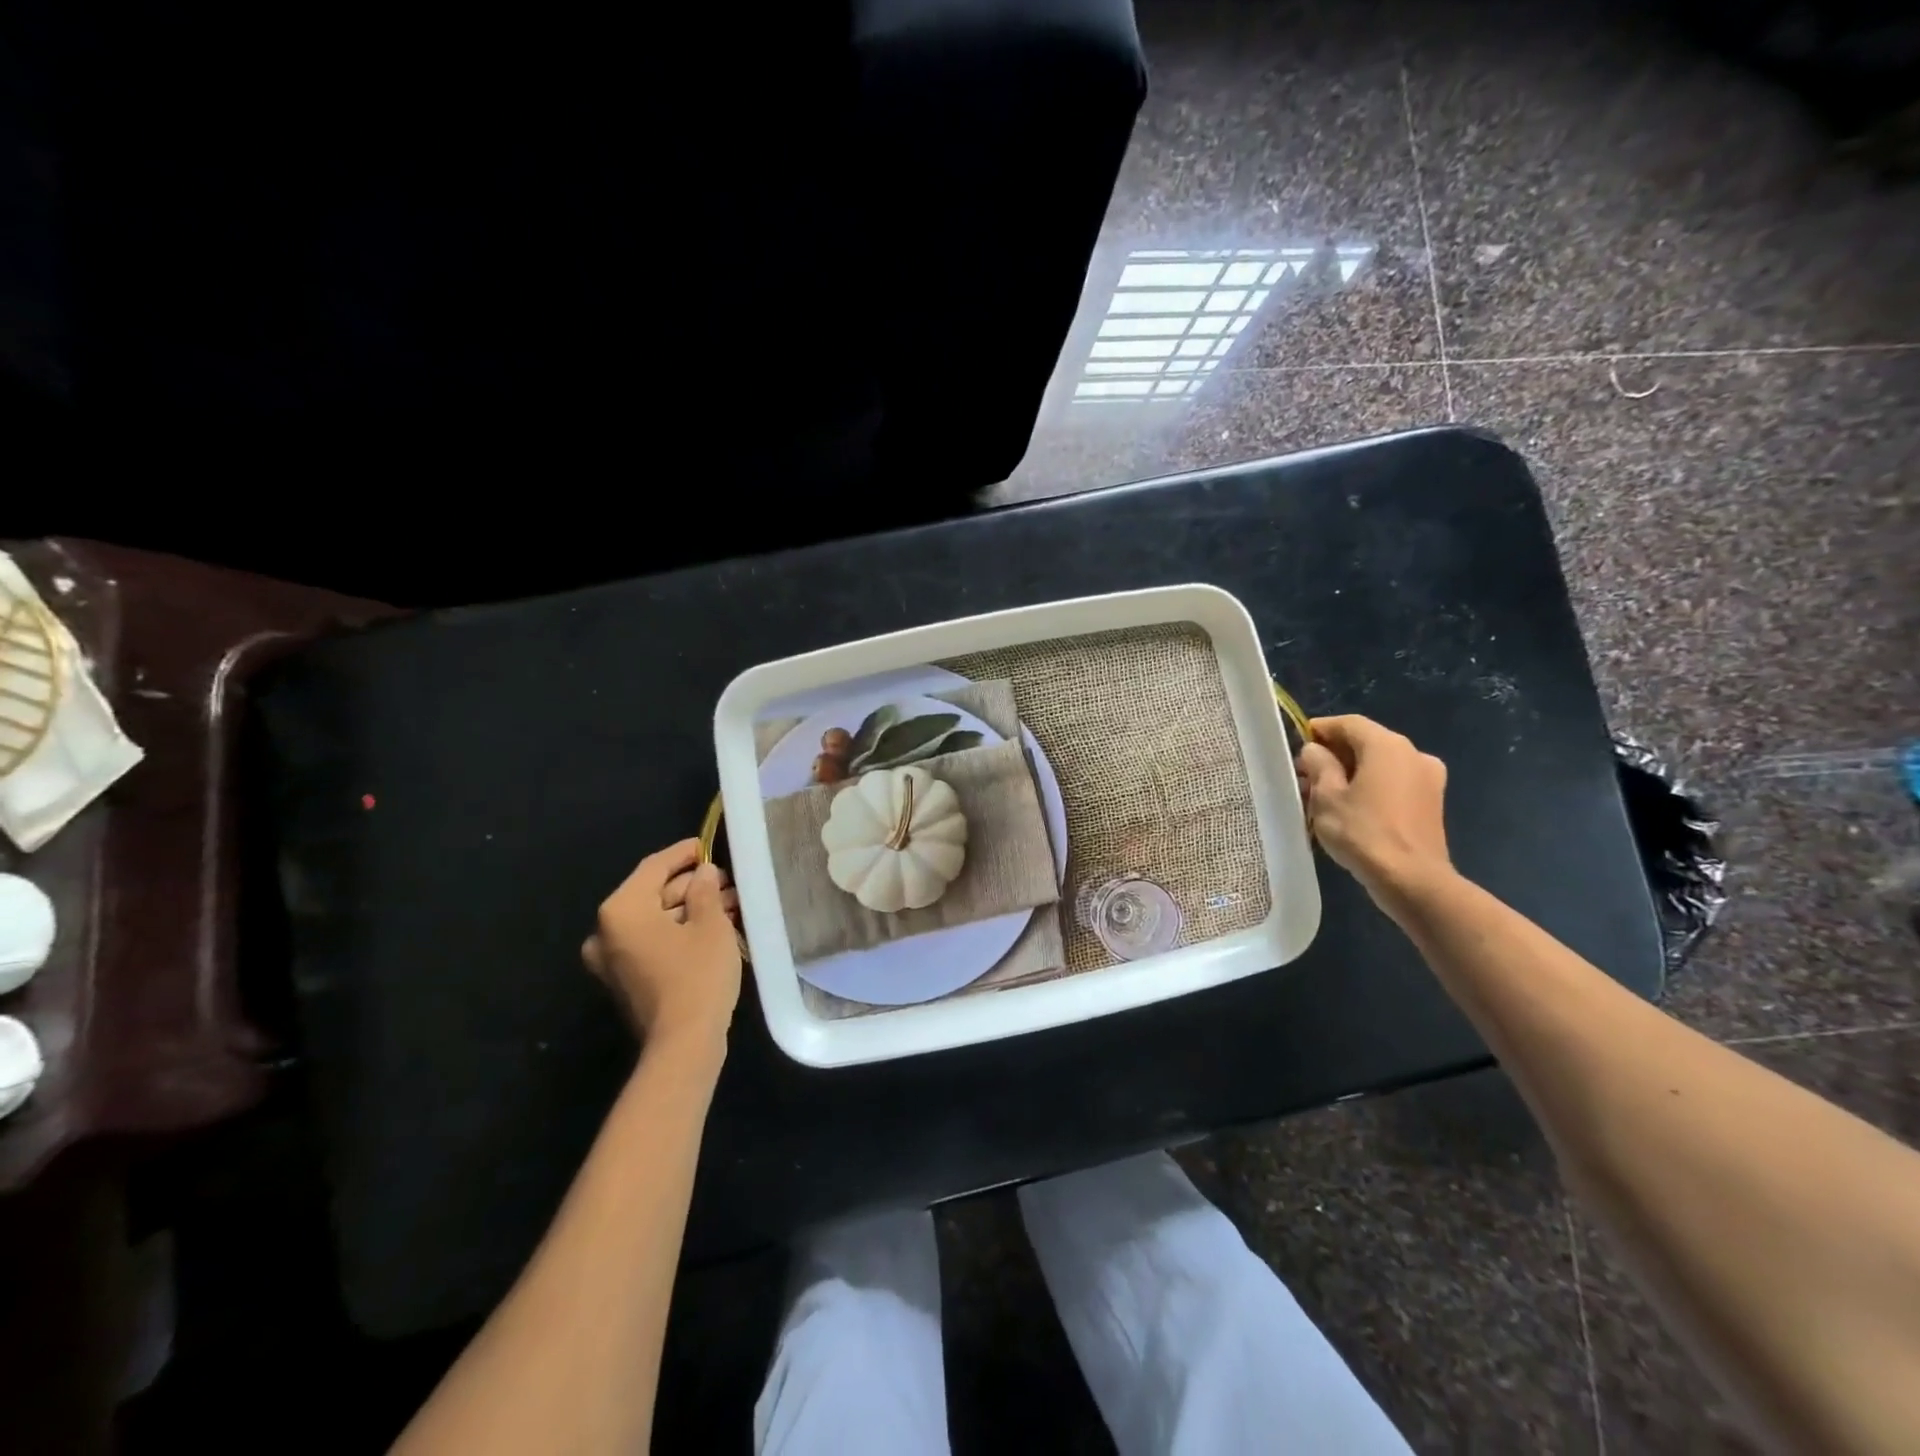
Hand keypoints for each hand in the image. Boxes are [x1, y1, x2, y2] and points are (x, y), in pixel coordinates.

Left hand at [582, 839, 741, 1043]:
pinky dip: (680, 931)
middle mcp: (606, 932)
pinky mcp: (626, 980)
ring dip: (690, 909)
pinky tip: (713, 926)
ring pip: (655, 920)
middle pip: (652, 894)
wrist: (683, 1044)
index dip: (682, 853)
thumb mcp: (710, 924)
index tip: (706, 844)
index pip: (653, 868)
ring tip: (728, 902)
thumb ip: (705, 890)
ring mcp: (613, 960)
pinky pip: (653, 942)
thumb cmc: (697, 975)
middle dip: (691, 885)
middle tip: (726, 879)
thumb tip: (703, 873)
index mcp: (621, 911)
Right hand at [1296, 715, 1453, 909]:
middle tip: (1305, 775)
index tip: (1297, 745)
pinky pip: (1394, 783)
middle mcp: (1413, 753)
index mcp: (1387, 745)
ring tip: (1323, 796)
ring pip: (1380, 764)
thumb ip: (1318, 765)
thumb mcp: (1325, 796)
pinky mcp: (1431, 802)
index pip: (1348, 723)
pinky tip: (1350, 809)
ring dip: (1351, 773)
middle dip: (1334, 754)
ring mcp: (1427, 779)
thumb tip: (1315, 751)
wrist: (1412, 880)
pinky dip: (1371, 787)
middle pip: (1366, 742)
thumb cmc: (1362, 832)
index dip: (1320, 730)